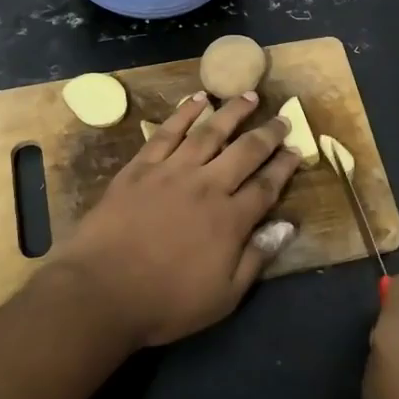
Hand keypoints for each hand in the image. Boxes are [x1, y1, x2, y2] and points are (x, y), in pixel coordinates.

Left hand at [51, 91, 302, 348]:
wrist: (101, 291)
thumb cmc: (165, 302)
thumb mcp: (224, 296)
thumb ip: (256, 258)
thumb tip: (287, 226)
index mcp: (230, 220)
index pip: (266, 186)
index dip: (284, 167)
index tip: (297, 150)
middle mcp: (207, 186)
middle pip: (245, 152)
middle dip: (268, 133)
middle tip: (283, 118)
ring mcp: (172, 172)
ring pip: (209, 132)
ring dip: (232, 112)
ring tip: (249, 96)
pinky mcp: (140, 167)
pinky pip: (168, 132)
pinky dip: (185, 113)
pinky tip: (198, 100)